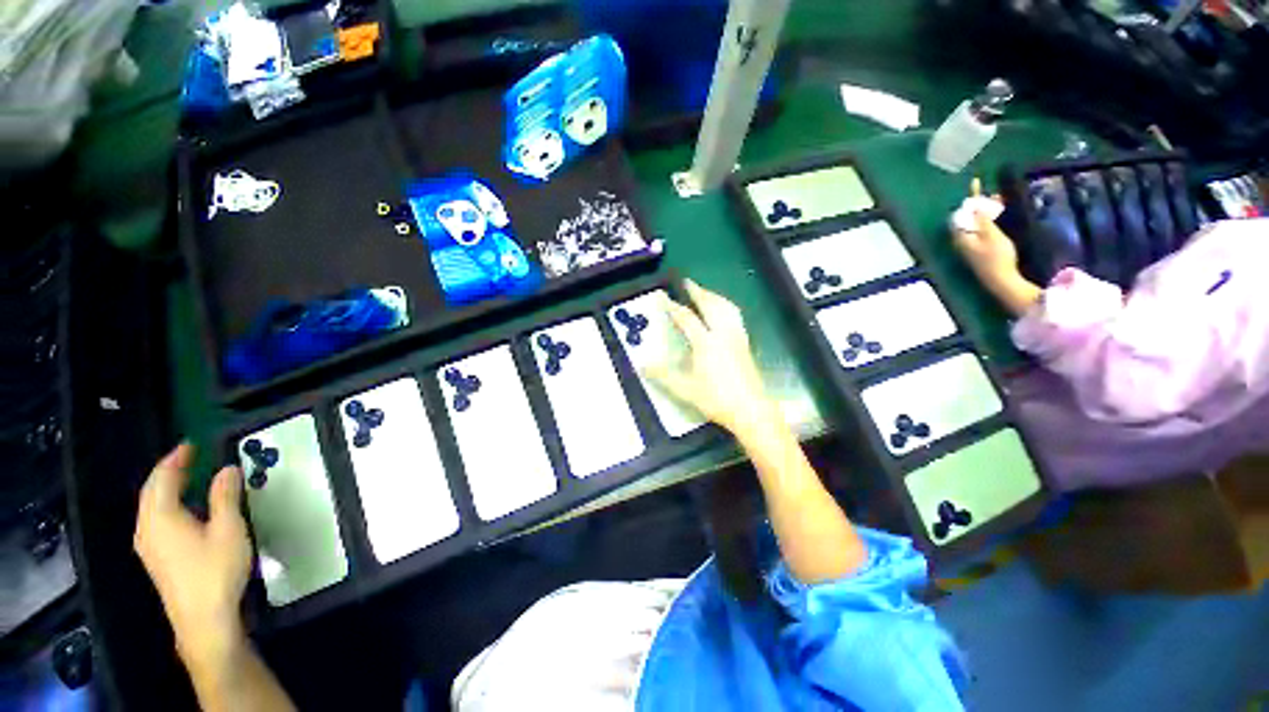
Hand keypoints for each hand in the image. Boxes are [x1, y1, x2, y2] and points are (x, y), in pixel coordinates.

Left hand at [134, 444, 250, 666]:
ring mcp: (148, 545)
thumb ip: (225, 496)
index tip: (190, 444)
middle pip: (151, 492)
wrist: (202, 618)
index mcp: (161, 517)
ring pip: (150, 507)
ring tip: (186, 478)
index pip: (162, 479)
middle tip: (188, 457)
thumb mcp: (228, 529)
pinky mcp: (155, 558)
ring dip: (165, 488)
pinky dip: (165, 504)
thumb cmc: (215, 570)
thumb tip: (227, 469)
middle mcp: (147, 528)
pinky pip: (154, 519)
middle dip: (168, 472)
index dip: (175, 459)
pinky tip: (182, 509)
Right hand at [646, 280, 778, 439]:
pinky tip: (723, 313)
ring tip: (705, 293)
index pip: (686, 318)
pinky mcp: (745, 344)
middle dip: (697, 292)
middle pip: (710, 305)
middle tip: (687, 282)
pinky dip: (726, 307)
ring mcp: (737, 337)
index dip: (672, 306)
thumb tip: (642, 365)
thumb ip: (663, 375)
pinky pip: (735, 316)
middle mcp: (723, 334)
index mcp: (706, 343)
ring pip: (727, 308)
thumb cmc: (716, 399)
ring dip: (714, 296)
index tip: (662, 297)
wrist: (750, 410)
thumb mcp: (685, 389)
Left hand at [952, 179, 1019, 288]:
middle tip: (995, 195)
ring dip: (986, 211)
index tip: (976, 182)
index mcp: (961, 235)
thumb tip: (971, 205)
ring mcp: (969, 245)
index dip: (971, 197)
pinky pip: (979, 229)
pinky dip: (987, 220)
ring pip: (974, 222)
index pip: (962, 211)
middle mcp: (961, 240)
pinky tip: (998, 216)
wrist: (1001, 280)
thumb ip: (981, 219)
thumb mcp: (991, 234)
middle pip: (968, 216)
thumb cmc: (996, 257)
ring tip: (999, 202)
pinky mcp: (977, 249)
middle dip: (980, 203)